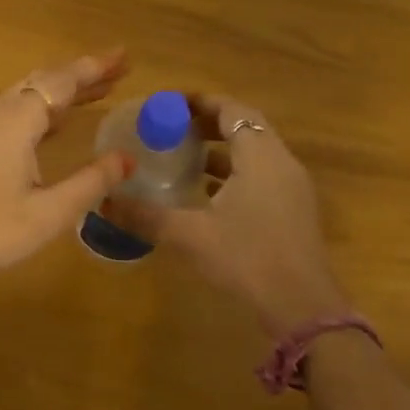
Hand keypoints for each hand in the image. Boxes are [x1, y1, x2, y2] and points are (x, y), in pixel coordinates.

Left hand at [0, 50, 133, 293]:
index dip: (95, 67)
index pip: (63, 81)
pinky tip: (58, 121)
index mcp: (16, 120)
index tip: (125, 56)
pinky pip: (15, 110)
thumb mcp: (50, 213)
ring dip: (63, 91)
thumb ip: (91, 182)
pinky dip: (43, 108)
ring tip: (100, 91)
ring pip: (28, 94)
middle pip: (44, 80)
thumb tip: (127, 158)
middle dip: (83, 74)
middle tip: (120, 70)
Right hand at [103, 93, 340, 334]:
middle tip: (174, 127)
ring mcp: (293, 188)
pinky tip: (209, 193)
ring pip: (256, 152)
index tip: (171, 103)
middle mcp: (281, 163)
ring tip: (186, 156)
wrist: (304, 308)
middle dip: (210, 122)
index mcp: (260, 156)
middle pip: (246, 127)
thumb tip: (105, 202)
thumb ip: (146, 216)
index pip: (232, 110)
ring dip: (224, 149)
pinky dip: (236, 172)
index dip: (202, 102)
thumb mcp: (190, 235)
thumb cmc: (248, 258)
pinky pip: (263, 175)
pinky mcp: (295, 211)